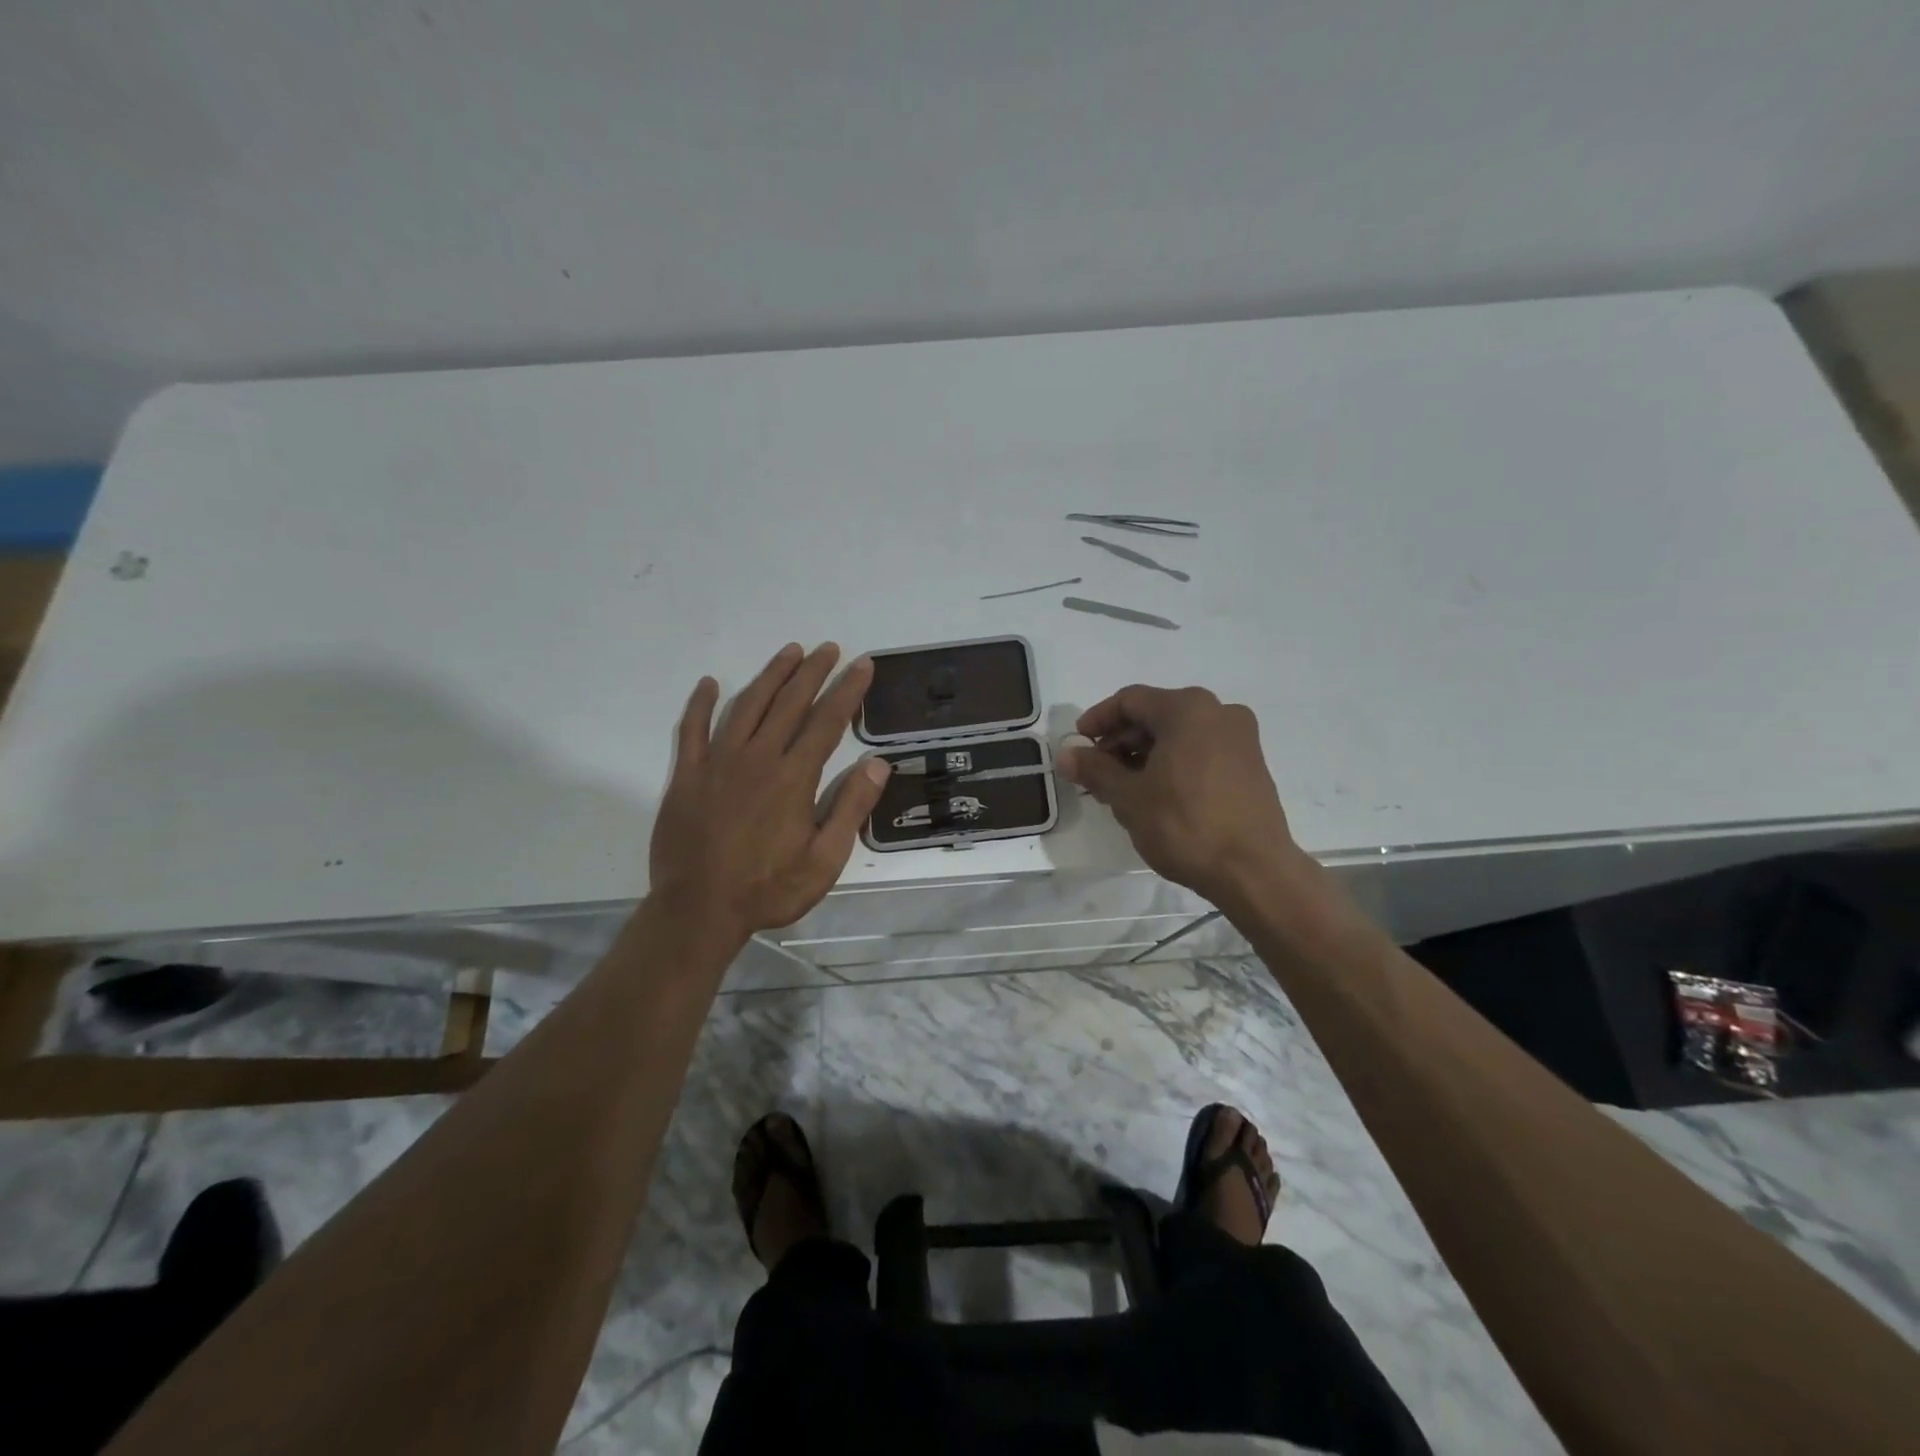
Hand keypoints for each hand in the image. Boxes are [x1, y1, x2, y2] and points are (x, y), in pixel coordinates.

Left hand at [649, 642, 891, 940]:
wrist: (698, 910)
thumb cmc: (768, 889)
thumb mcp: (824, 860)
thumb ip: (850, 809)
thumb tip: (877, 763)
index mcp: (793, 778)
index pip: (827, 722)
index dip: (847, 690)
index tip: (862, 664)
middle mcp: (757, 759)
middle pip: (789, 703)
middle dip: (812, 672)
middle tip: (828, 648)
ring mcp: (717, 763)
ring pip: (746, 706)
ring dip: (770, 676)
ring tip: (789, 652)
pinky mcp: (687, 776)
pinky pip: (692, 730)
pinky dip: (701, 704)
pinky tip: (709, 684)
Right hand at [1059, 685, 1311, 907]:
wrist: (1254, 871)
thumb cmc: (1185, 825)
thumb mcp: (1129, 797)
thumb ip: (1095, 769)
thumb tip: (1067, 755)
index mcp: (1188, 709)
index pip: (1130, 700)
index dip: (1097, 720)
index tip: (1078, 746)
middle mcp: (1219, 712)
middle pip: (1155, 715)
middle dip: (1120, 742)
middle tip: (1096, 773)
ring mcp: (1240, 739)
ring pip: (1179, 735)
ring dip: (1145, 755)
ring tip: (1122, 789)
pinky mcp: (1251, 765)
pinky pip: (1201, 751)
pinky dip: (1172, 764)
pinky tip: (1156, 795)